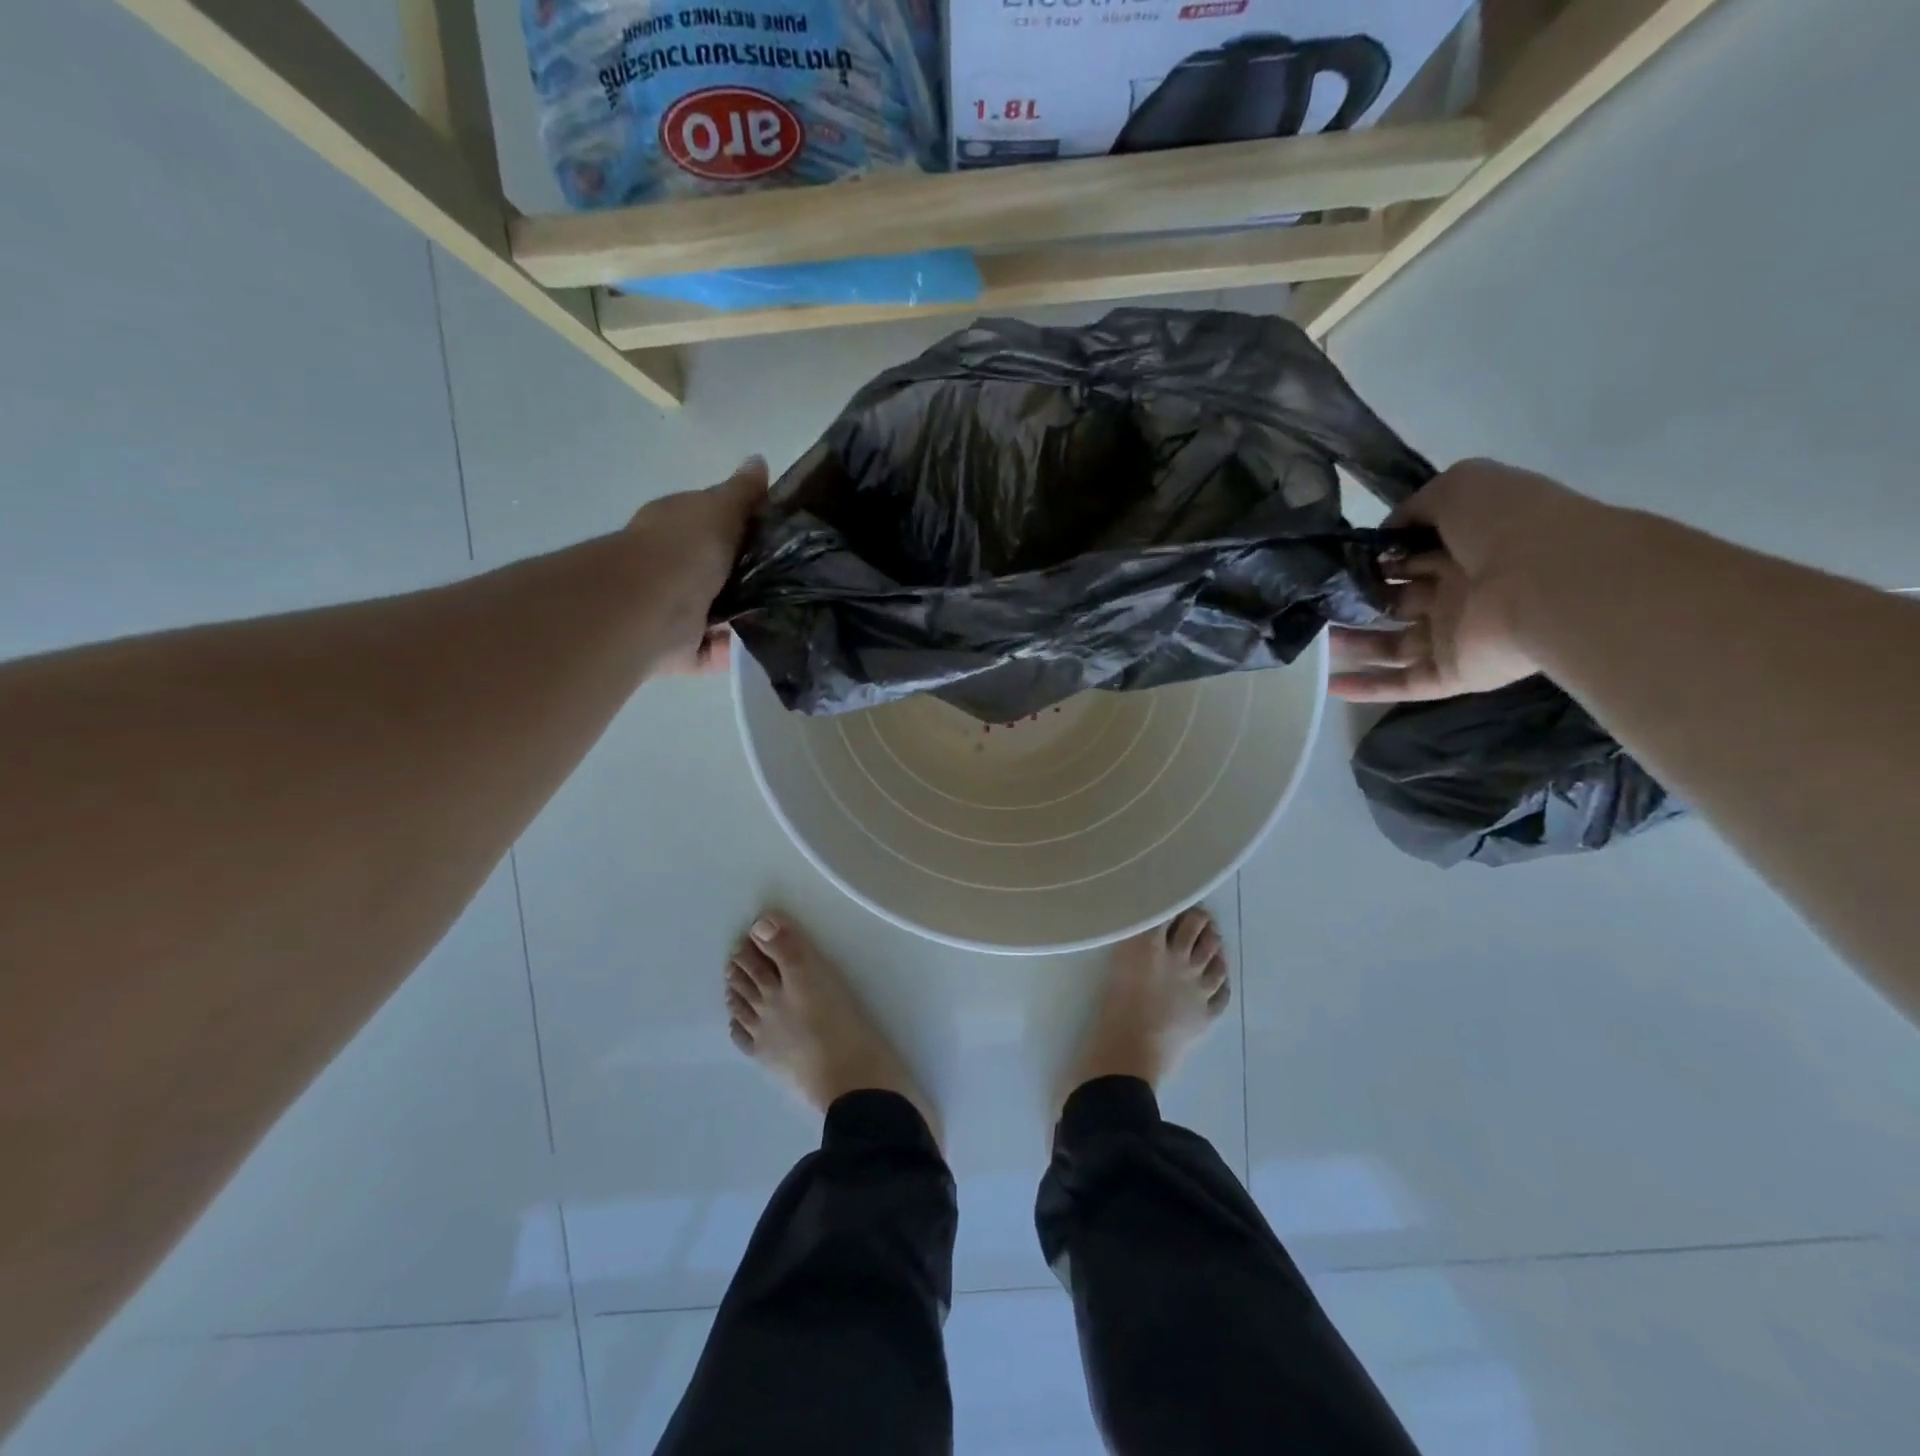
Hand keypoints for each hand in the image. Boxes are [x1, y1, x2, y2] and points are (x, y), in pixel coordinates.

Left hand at [627, 456, 767, 676]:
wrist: (650, 607)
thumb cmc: (685, 549)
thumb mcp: (720, 509)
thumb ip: (743, 493)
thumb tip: (759, 461)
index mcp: (676, 527)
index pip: (711, 523)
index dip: (743, 527)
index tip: (781, 538)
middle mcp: (670, 567)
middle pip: (717, 571)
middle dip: (748, 578)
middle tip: (790, 582)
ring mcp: (671, 610)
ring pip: (715, 614)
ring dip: (742, 618)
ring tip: (782, 617)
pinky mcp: (677, 650)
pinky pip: (711, 653)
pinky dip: (729, 652)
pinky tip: (758, 646)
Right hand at [1331, 458, 1603, 702]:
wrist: (1553, 580)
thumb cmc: (1506, 525)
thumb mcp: (1459, 486)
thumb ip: (1415, 507)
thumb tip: (1384, 538)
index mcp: (1466, 548)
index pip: (1409, 555)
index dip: (1373, 557)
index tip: (1335, 561)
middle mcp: (1459, 592)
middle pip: (1396, 601)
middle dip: (1357, 600)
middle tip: (1317, 601)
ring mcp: (1456, 636)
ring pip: (1392, 644)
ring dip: (1354, 644)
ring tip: (1314, 638)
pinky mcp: (1454, 673)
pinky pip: (1405, 684)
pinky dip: (1368, 687)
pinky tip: (1330, 685)